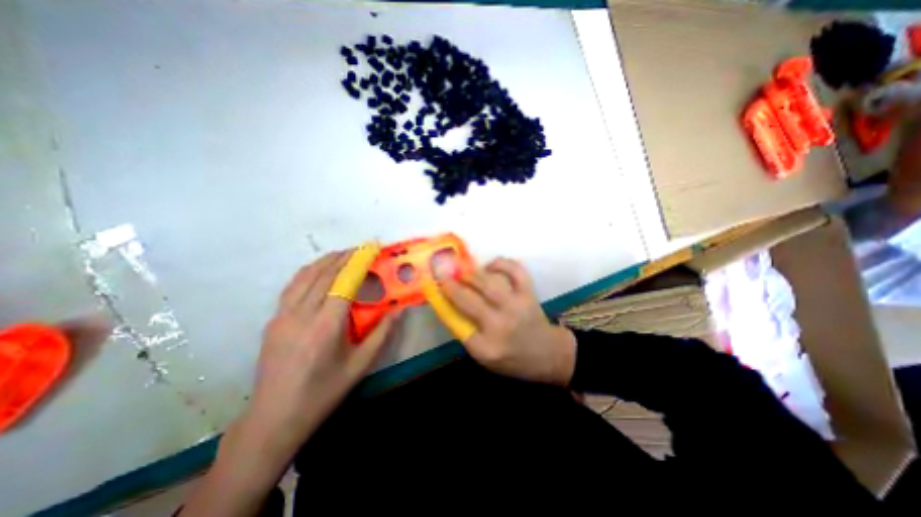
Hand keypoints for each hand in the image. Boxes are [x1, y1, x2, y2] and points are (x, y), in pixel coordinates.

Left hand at [240, 251, 398, 456]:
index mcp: (326, 326)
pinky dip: (308, 272)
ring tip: (342, 254)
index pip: (343, 282)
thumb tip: (399, 310)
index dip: (358, 262)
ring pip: (304, 276)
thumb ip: (382, 333)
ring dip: (325, 260)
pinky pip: (293, 287)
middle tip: (361, 248)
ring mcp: (282, 315)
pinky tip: (318, 272)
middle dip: (344, 256)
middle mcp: (301, 314)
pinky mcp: (273, 320)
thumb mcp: (360, 365)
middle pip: (323, 274)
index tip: (371, 249)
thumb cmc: (323, 392)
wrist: (274, 417)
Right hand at [440, 256, 573, 384]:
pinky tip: (491, 266)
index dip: (443, 303)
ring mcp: (517, 305)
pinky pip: (515, 270)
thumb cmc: (513, 358)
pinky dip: (501, 263)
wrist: (548, 353)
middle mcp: (501, 324)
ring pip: (488, 282)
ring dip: (471, 274)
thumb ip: (466, 333)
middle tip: (444, 275)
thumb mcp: (484, 357)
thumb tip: (448, 305)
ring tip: (464, 272)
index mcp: (487, 346)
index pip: (456, 323)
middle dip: (452, 285)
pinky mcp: (529, 293)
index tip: (435, 291)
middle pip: (469, 299)